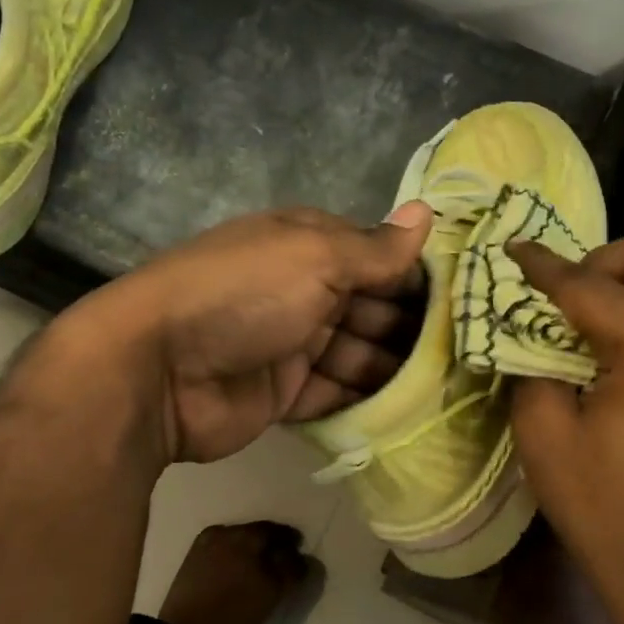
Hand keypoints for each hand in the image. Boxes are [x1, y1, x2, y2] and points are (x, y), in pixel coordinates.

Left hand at [75, 203, 432, 463]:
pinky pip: (336, 393)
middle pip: (370, 307)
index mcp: (306, 245)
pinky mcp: (283, 393)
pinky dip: (366, 399)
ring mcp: (291, 344)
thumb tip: (427, 212)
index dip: (416, 276)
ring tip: (449, 386)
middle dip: (411, 327)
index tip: (464, 301)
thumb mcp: (313, 257)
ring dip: (395, 366)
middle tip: (466, 353)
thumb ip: (374, 248)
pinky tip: (409, 410)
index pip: (375, 256)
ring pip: (357, 353)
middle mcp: (301, 289)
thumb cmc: (242, 295)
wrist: (156, 369)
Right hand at [508, 232, 623, 623]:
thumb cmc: (608, 509)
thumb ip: (532, 370)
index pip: (589, 283)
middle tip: (566, 300)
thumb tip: (531, 345)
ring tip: (584, 333)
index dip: (543, 264)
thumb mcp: (545, 437)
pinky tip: (614, 369)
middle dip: (606, 261)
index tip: (513, 249)